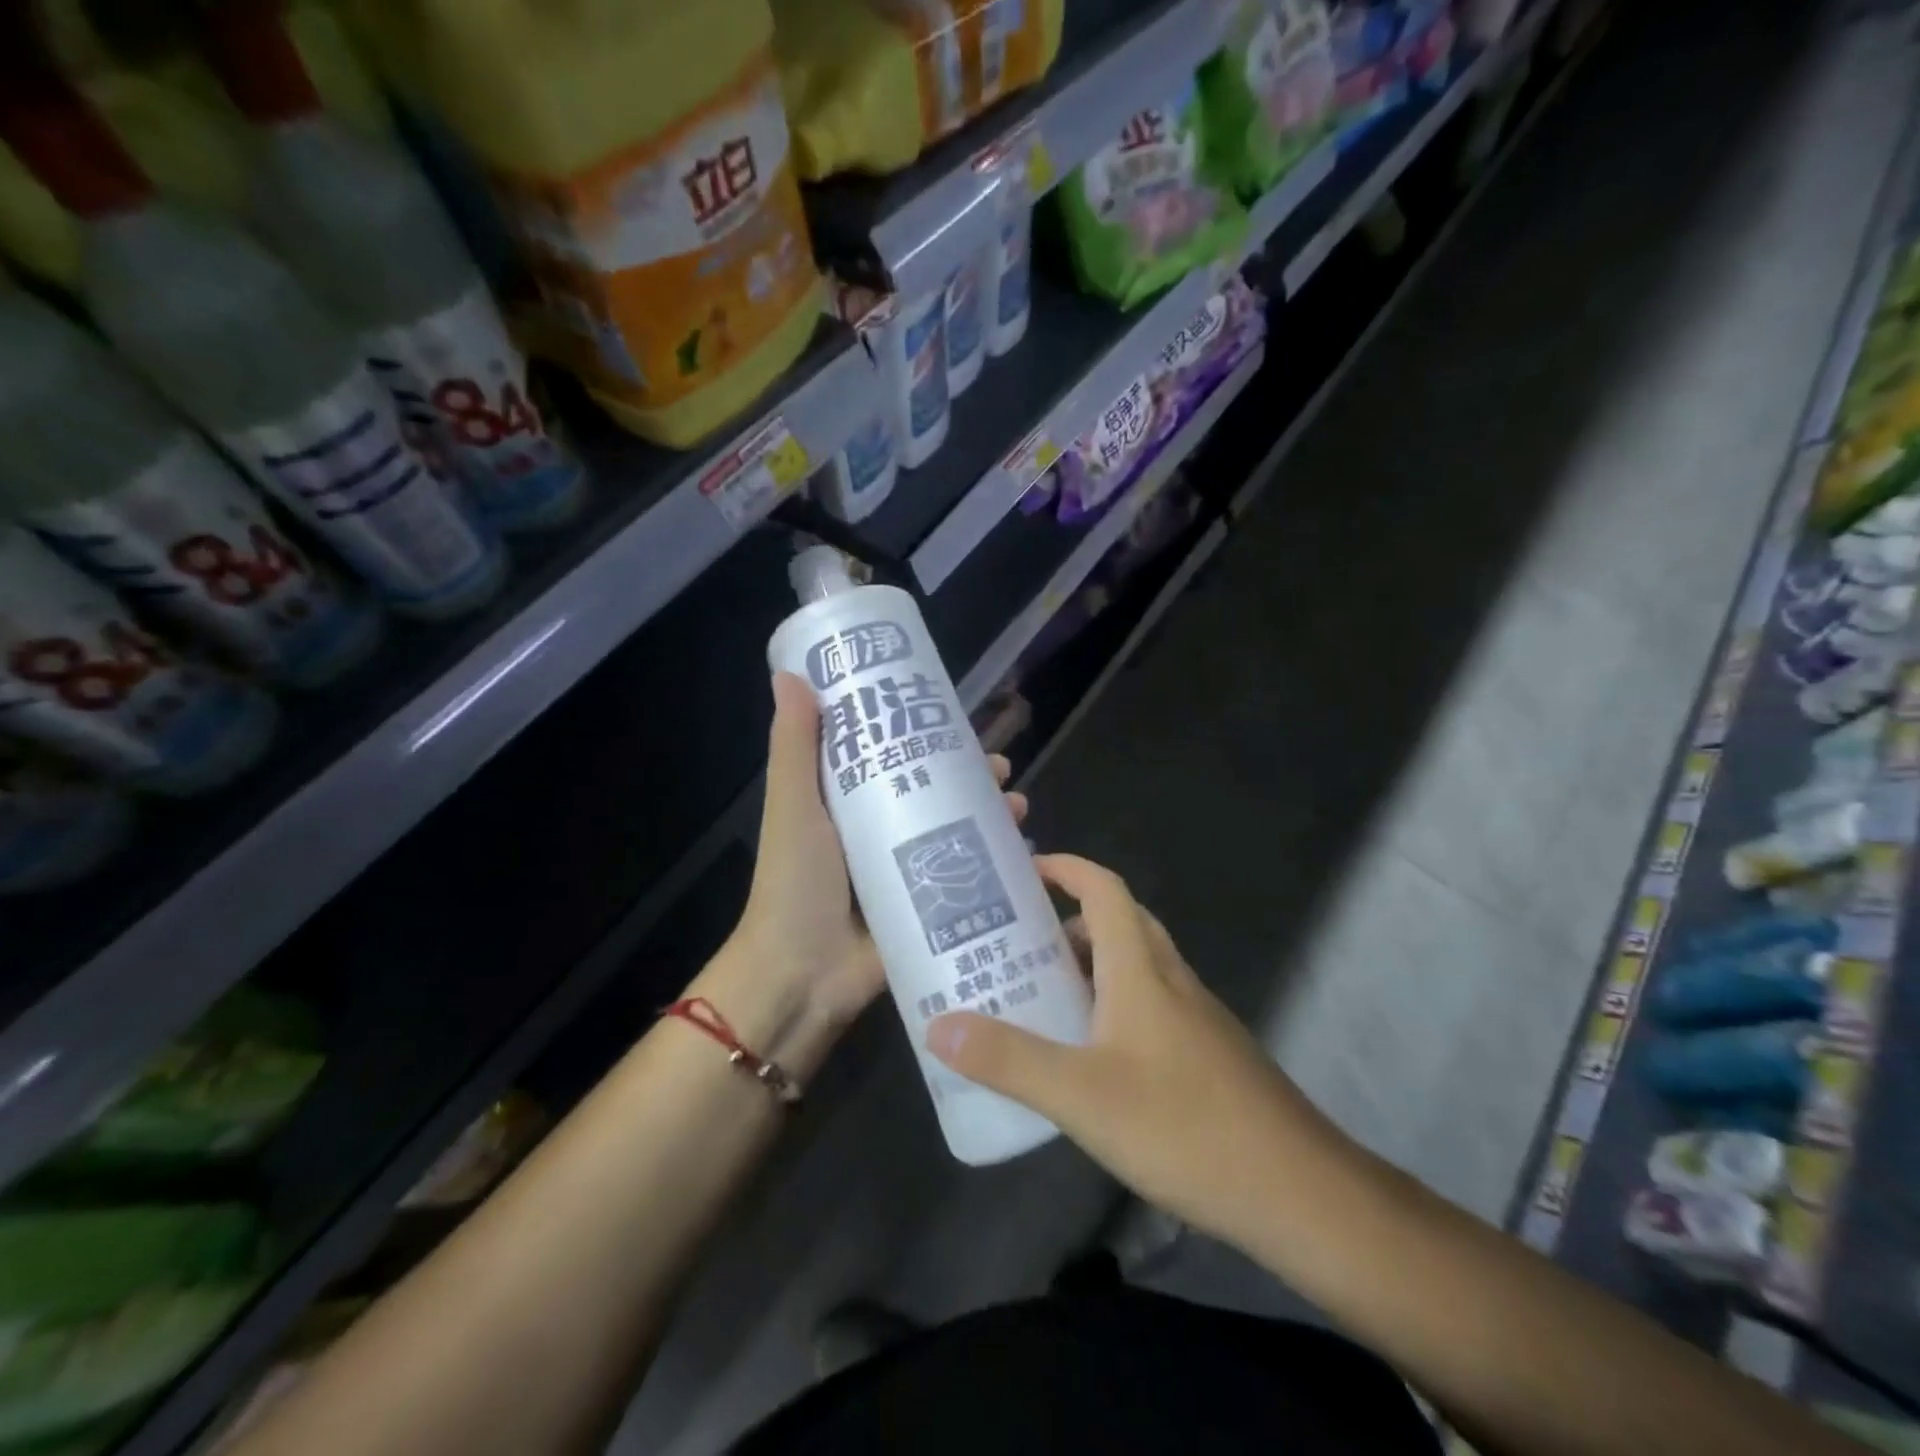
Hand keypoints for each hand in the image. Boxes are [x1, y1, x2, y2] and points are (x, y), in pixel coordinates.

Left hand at [703, 672, 1026, 1075]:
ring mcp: (905, 872)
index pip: (889, 755)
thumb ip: (796, 745)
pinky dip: (995, 864)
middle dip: (970, 778)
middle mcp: (878, 832)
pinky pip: (966, 878)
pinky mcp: (926, 908)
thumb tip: (790, 674)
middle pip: (932, 793)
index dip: (921, 734)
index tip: (954, 717)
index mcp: (844, 804)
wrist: (802, 975)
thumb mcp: (793, 804)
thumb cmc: (796, 881)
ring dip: (990, 817)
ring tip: (1019, 807)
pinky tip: (1024, 853)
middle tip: (1002, 767)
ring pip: (955, 832)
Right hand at [925, 854, 1339, 1252]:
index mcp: (1141, 968)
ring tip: (1039, 994)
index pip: (1105, 889)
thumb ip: (1010, 1059)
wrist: (1298, 1191)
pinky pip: (1149, 1005)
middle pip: (1119, 922)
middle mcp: (1170, 979)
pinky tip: (1087, 1055)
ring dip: (1089, 965)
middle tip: (1017, 940)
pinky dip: (1111, 1005)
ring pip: (1135, 967)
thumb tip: (939, 1027)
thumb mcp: (1082, 1095)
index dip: (1067, 868)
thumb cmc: (1185, 1126)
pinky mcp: (1205, 1054)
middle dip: (1068, 920)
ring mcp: (1194, 1017)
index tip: (1024, 870)